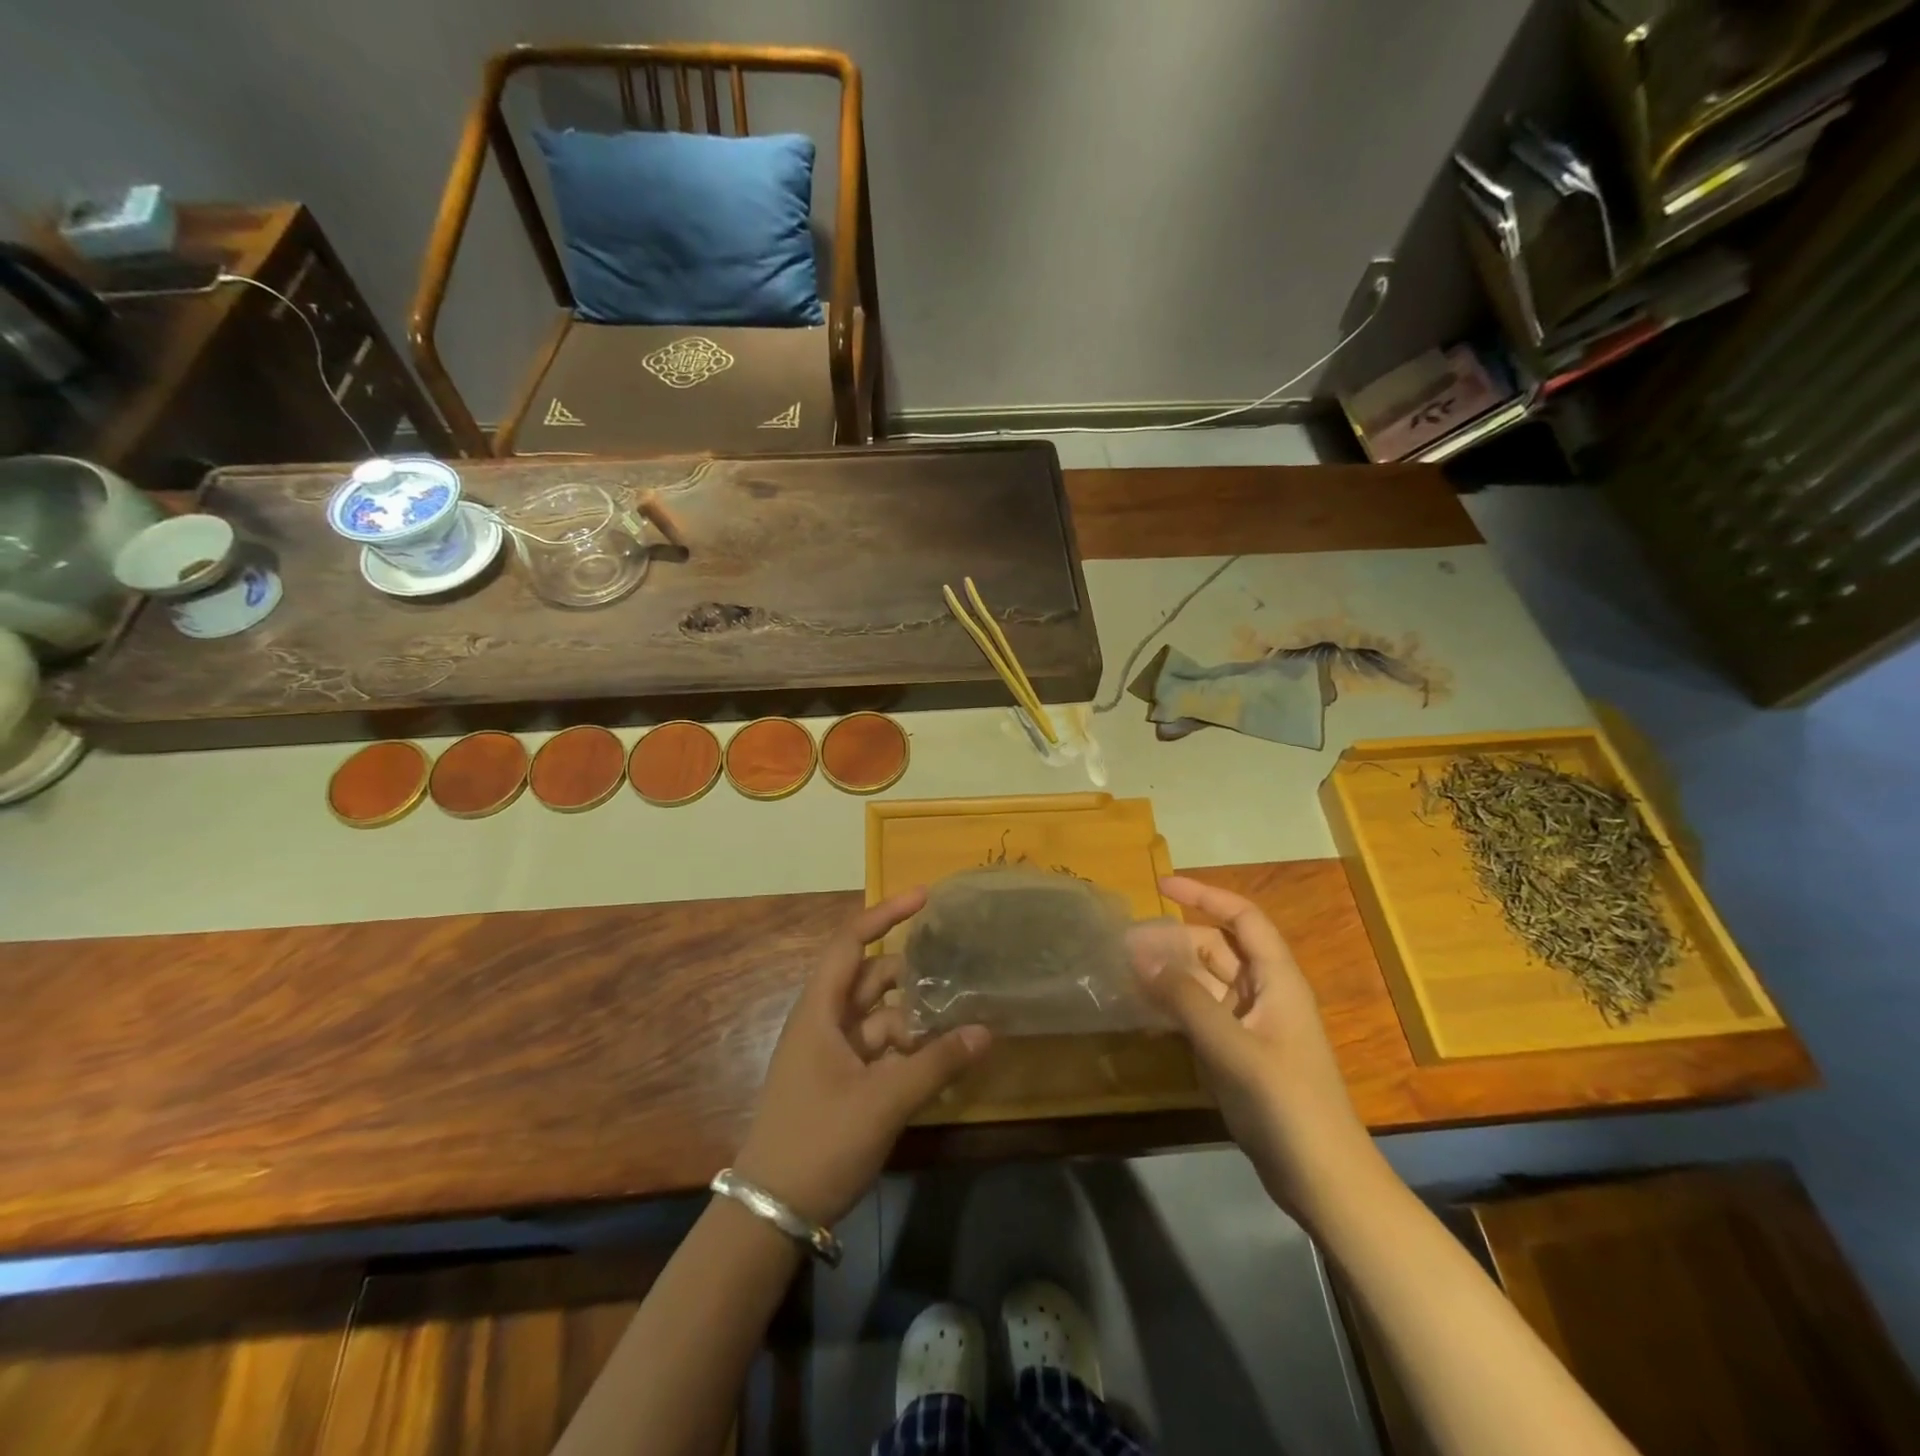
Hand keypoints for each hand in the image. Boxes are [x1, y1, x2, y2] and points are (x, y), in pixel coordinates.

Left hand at [734, 889, 990, 1226]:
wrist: (771, 1214)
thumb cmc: (820, 1141)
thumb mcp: (883, 1101)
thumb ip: (936, 1063)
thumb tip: (985, 1031)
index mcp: (820, 1011)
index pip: (850, 942)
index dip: (885, 914)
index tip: (924, 898)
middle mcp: (823, 1023)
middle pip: (870, 979)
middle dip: (911, 974)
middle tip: (958, 969)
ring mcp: (830, 1055)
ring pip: (879, 1018)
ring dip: (914, 1017)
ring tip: (959, 1017)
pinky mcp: (840, 1084)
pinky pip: (879, 1052)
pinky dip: (907, 1050)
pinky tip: (942, 1059)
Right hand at [1136, 875, 1380, 1222]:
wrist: (1323, 1180)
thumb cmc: (1284, 1103)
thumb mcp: (1231, 1047)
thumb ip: (1185, 998)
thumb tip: (1141, 954)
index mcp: (1277, 979)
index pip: (1242, 918)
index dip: (1204, 895)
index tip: (1160, 886)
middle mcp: (1265, 993)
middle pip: (1217, 948)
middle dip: (1174, 939)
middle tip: (1126, 943)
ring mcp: (1252, 1025)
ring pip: (1206, 983)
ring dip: (1171, 974)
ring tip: (1126, 971)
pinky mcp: (1240, 1054)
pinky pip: (1202, 1015)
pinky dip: (1175, 1007)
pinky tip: (1144, 1012)